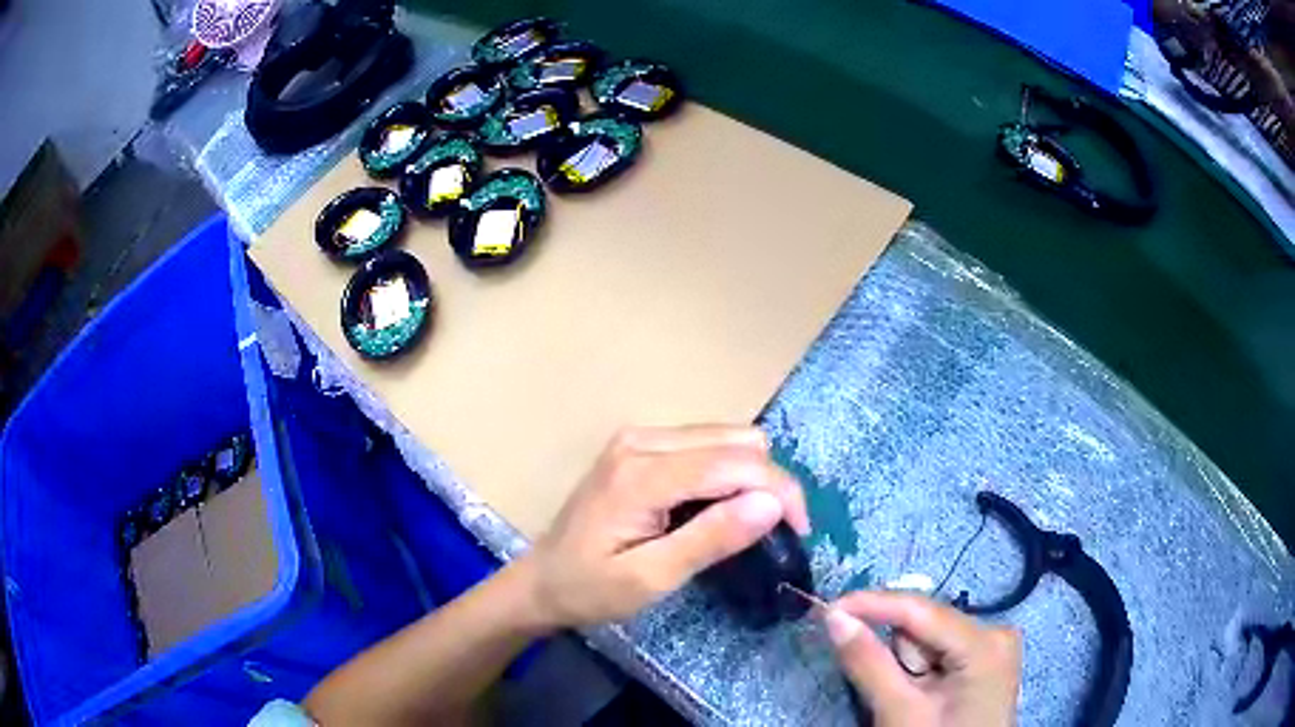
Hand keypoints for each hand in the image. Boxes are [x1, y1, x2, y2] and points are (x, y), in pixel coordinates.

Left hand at [522, 425, 809, 627]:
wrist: (541, 580)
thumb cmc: (591, 589)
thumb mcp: (651, 579)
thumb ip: (710, 539)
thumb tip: (770, 503)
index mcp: (642, 474)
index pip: (735, 463)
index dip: (779, 492)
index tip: (798, 532)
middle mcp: (642, 440)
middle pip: (738, 440)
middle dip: (770, 483)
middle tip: (776, 531)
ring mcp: (639, 438)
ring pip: (727, 437)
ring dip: (751, 476)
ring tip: (749, 522)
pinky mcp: (640, 445)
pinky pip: (706, 444)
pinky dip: (728, 472)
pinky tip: (718, 507)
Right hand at [826, 591, 1020, 726]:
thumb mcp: (899, 711)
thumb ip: (868, 663)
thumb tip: (835, 617)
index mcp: (984, 642)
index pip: (921, 610)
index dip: (872, 604)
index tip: (827, 608)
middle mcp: (995, 631)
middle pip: (925, 626)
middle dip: (896, 654)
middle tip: (893, 693)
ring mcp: (993, 645)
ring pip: (929, 640)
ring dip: (908, 666)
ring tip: (914, 703)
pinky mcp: (985, 660)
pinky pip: (940, 651)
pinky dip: (920, 671)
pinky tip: (924, 696)